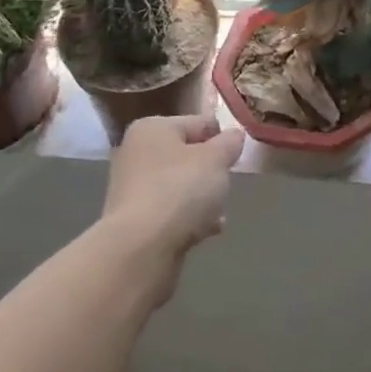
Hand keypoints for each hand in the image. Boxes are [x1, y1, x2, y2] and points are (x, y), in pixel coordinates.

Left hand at [101, 114, 242, 265]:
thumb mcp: (216, 159)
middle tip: (227, 184)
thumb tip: (234, 135)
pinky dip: (189, 219)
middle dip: (211, 172)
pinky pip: (171, 212)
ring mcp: (132, 189)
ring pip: (179, 186)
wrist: (141, 249)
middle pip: (187, 156)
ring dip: (202, 198)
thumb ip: (229, 143)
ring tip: (220, 212)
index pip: (198, 123)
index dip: (222, 137)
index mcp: (152, 128)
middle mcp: (136, 153)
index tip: (238, 156)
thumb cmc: (180, 190)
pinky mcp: (134, 221)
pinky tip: (207, 231)